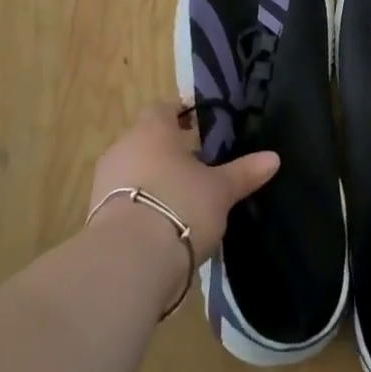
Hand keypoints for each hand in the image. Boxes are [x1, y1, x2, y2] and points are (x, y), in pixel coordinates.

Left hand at [88, 105, 279, 264]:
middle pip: (147, 140)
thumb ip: (244, 172)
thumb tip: (274, 158)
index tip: (199, 125)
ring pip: (134, 169)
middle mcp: (123, 147)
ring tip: (182, 197)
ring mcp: (105, 182)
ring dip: (153, 179)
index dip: (181, 115)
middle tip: (197, 165)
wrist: (127, 262)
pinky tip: (162, 224)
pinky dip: (141, 204)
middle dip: (169, 150)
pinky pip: (124, 199)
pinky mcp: (96, 215)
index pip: (164, 109)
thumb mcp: (220, 191)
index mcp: (152, 130)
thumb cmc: (180, 207)